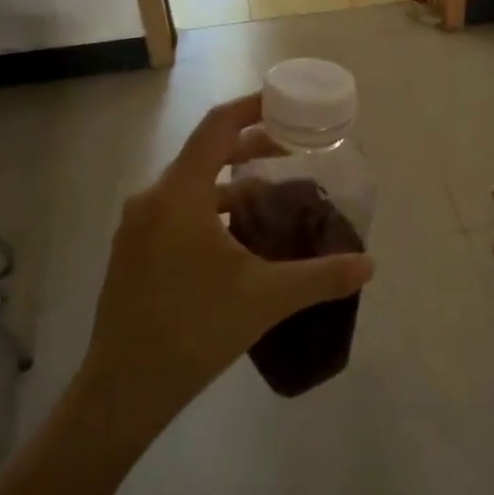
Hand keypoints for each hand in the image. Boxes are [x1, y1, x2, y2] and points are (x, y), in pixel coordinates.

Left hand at [71, 94, 374, 454]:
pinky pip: (176, 210)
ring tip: (271, 196)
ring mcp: (137, 227)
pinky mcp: (132, 252)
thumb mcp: (266, 298)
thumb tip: (370, 265)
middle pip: (204, 153)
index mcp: (179, 195)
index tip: (284, 104)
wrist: (123, 390)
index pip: (217, 127)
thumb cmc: (195, 329)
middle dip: (249, 147)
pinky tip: (236, 238)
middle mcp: (152, 199)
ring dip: (230, 182)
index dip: (251, 107)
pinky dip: (210, 207)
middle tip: (292, 153)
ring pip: (190, 185)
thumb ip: (322, 276)